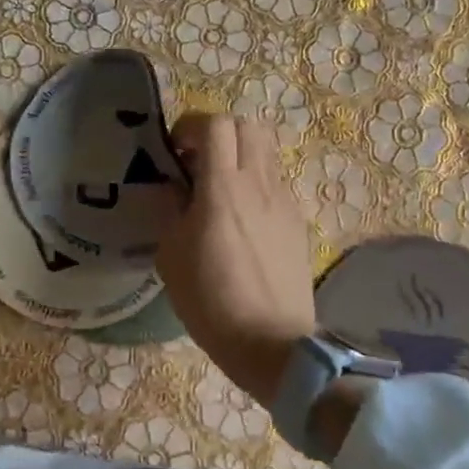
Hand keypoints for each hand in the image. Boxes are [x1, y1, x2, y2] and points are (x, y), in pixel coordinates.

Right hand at [155, 114, 315, 406]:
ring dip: (239, 155)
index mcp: (223, 187)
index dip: (190, 127)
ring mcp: (283, 201)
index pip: (215, 124)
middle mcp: (259, 184)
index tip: (174, 152)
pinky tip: (241, 217)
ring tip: (218, 187)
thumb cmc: (210, 300)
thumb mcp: (171, 254)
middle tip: (196, 162)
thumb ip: (171, 209)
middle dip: (218, 133)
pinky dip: (255, 182)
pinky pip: (275, 182)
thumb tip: (174, 186)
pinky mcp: (297, 221)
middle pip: (247, 126)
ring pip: (266, 150)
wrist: (271, 343)